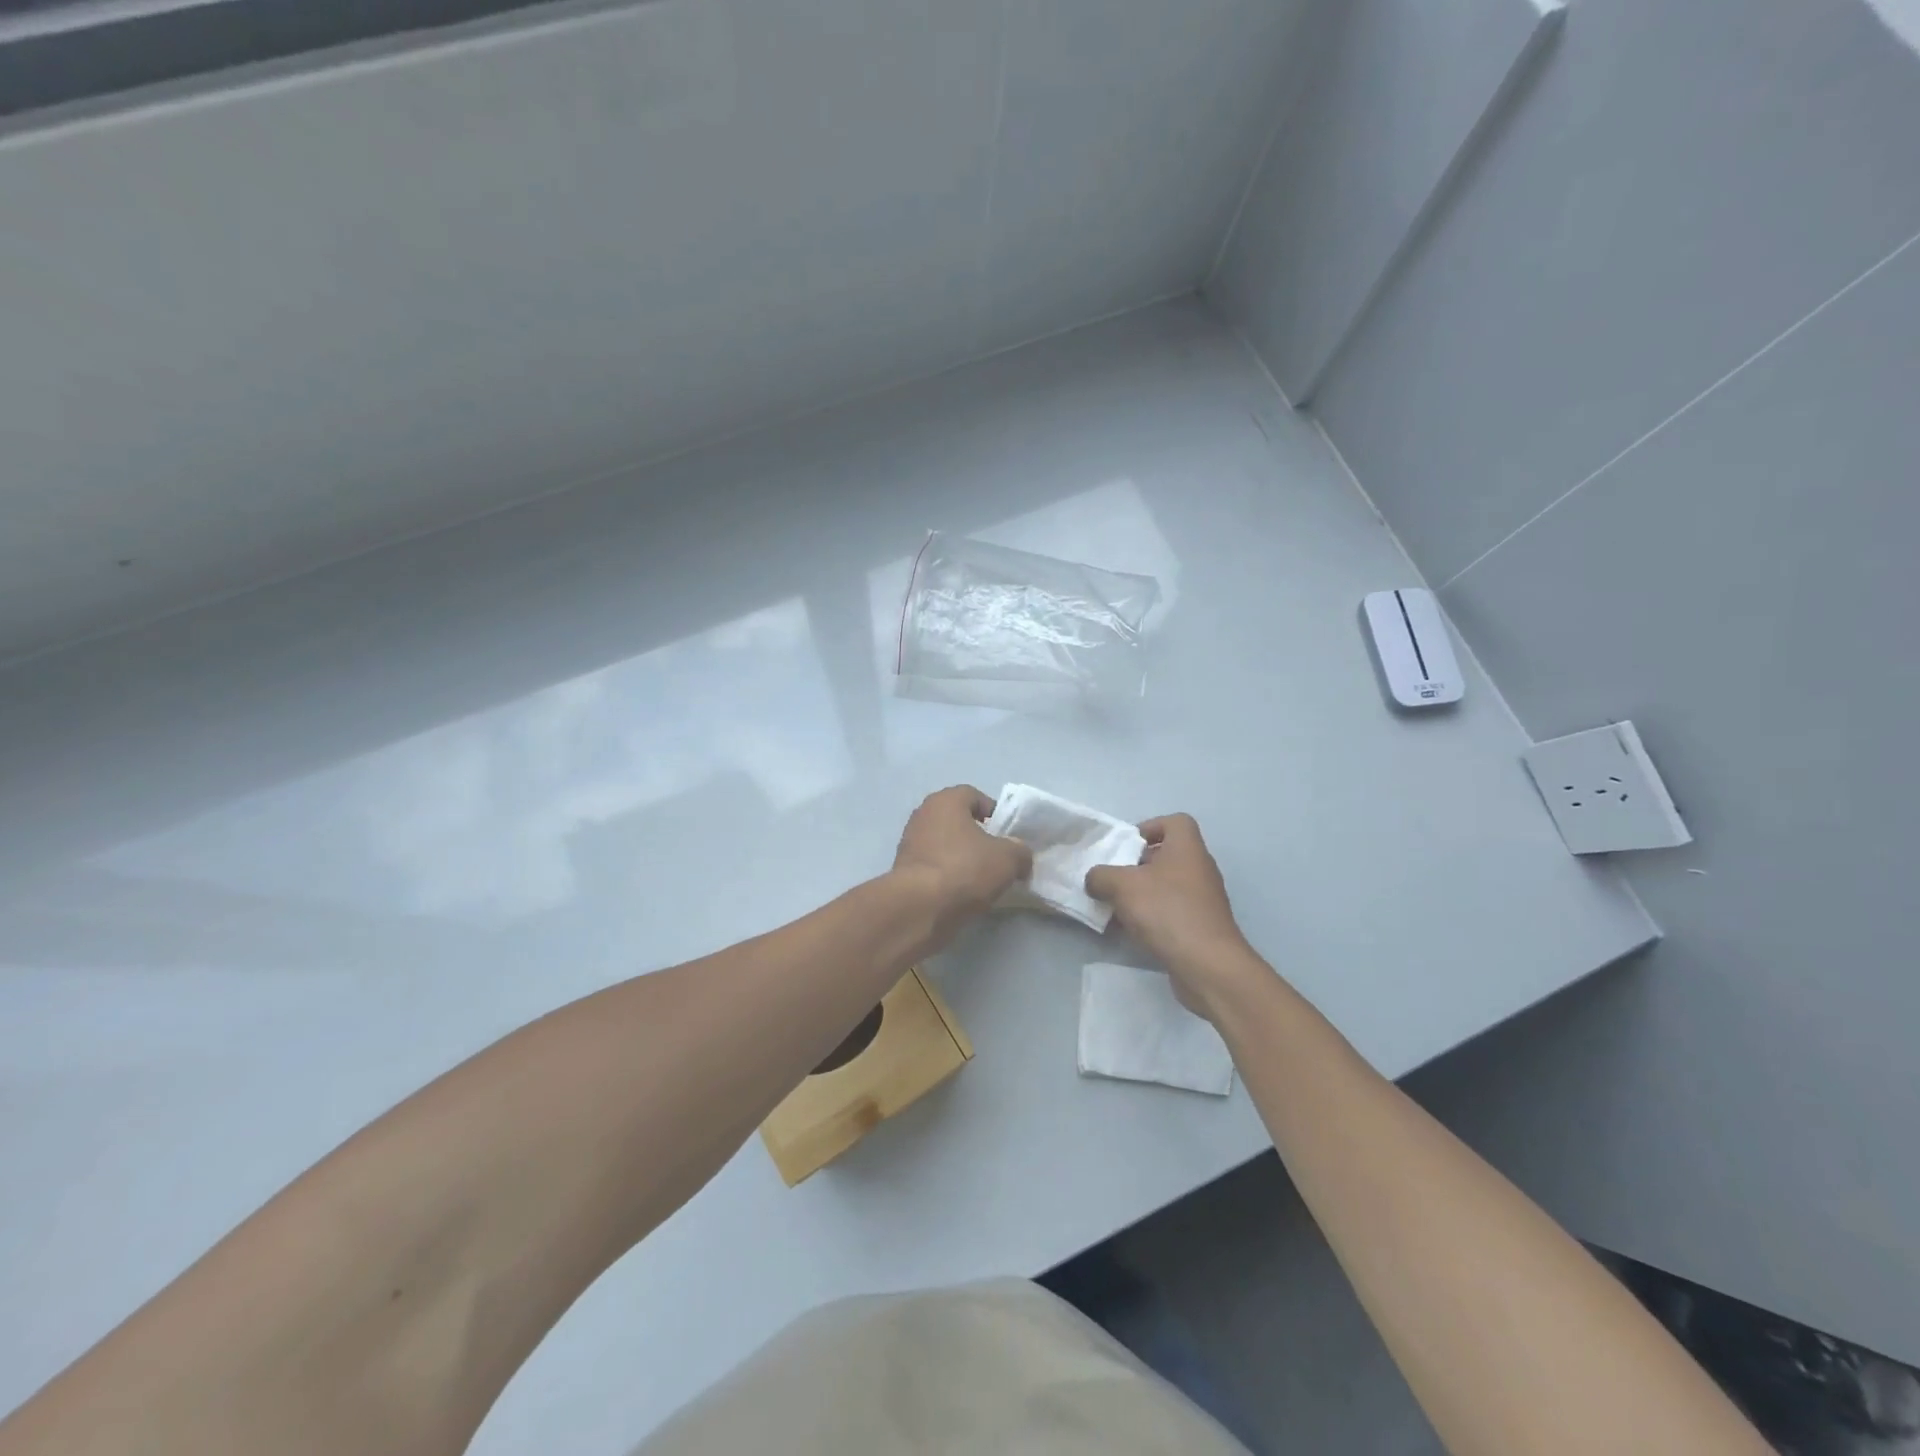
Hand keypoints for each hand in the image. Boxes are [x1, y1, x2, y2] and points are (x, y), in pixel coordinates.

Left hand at [892, 785, 1032, 949]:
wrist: (920, 908)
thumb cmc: (965, 869)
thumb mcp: (1008, 858)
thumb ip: (1020, 851)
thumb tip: (1020, 855)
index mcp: (945, 800)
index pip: (974, 796)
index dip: (994, 813)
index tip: (1007, 835)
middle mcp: (923, 815)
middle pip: (957, 821)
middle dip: (977, 837)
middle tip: (996, 858)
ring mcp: (909, 843)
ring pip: (944, 845)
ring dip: (961, 858)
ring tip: (981, 880)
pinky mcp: (903, 871)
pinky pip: (933, 866)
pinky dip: (947, 876)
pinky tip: (961, 894)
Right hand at [1085, 814, 1261, 1014]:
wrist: (1207, 965)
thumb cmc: (1167, 911)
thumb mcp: (1122, 886)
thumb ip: (1101, 876)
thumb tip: (1094, 879)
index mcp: (1187, 848)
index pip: (1175, 822)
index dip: (1149, 827)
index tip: (1126, 847)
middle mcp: (1200, 868)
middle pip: (1167, 855)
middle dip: (1138, 865)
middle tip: (1114, 878)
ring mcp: (1204, 899)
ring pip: (1168, 885)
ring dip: (1143, 893)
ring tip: (1117, 906)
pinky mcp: (1202, 926)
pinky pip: (1173, 911)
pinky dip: (1153, 916)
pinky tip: (1133, 931)